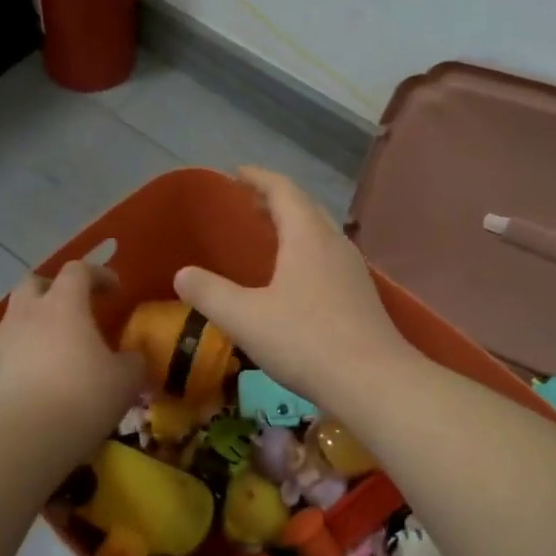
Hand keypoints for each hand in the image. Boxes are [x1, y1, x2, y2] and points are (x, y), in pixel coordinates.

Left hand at [0, 262, 143, 447]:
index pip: (78, 270)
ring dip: (38, 322)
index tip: (114, 290)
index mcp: (63, 304)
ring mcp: (2, 342)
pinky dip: (25, 354)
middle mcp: (27, 314)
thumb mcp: (125, 380)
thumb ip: (133, 362)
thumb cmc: (81, 398)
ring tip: (59, 347)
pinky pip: (9, 350)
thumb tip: (132, 358)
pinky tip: (41, 378)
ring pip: (17, 316)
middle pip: (35, 283)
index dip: (98, 274)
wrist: (20, 440)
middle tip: (76, 308)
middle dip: (55, 289)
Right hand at [174, 167, 416, 407]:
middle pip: (305, 208)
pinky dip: (306, 253)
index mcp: (307, 236)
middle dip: (276, 200)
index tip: (237, 173)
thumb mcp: (245, 318)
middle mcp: (335, 244)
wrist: (373, 382)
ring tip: (269, 238)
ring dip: (294, 227)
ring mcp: (353, 271)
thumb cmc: (305, 340)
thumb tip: (182, 274)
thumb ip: (209, 293)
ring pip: (320, 234)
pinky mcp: (362, 297)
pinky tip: (295, 281)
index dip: (259, 178)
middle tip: (248, 203)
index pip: (283, 190)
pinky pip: (329, 259)